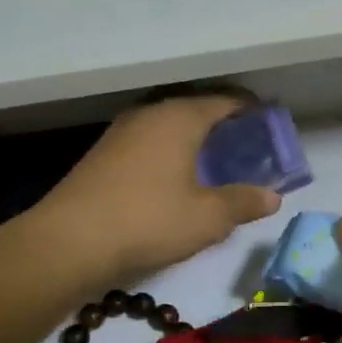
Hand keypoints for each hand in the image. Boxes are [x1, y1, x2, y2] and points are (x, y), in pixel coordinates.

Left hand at [33, 97, 281, 288]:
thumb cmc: (148, 221)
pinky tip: (175, 177)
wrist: (69, 241)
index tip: (270, 123)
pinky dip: (169, 151)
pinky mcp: (102, 154)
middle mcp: (149, 114)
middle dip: (222, 124)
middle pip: (195, 109)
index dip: (251, 110)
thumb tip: (272, 196)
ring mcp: (121, 132)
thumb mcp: (207, 218)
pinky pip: (148, 142)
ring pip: (168, 125)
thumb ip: (242, 203)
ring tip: (214, 162)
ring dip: (193, 138)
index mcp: (179, 117)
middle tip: (246, 146)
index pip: (225, 101)